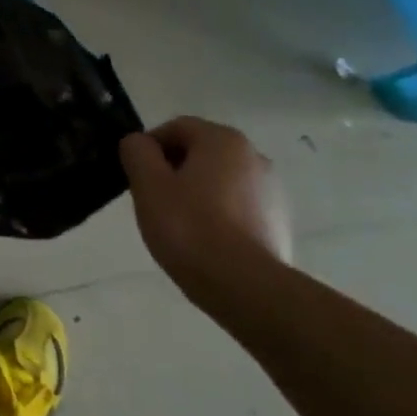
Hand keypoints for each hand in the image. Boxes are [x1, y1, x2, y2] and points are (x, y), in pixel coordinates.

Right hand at [120, 116, 293, 301]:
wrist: (246, 288)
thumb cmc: (190, 227)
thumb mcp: (147, 184)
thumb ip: (136, 152)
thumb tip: (139, 143)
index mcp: (223, 140)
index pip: (175, 128)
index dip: (149, 148)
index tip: (137, 177)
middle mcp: (254, 156)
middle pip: (200, 153)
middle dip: (173, 171)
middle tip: (153, 201)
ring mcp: (272, 191)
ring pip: (219, 181)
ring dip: (196, 193)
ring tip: (178, 226)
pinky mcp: (279, 223)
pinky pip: (237, 207)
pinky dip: (219, 216)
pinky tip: (205, 243)